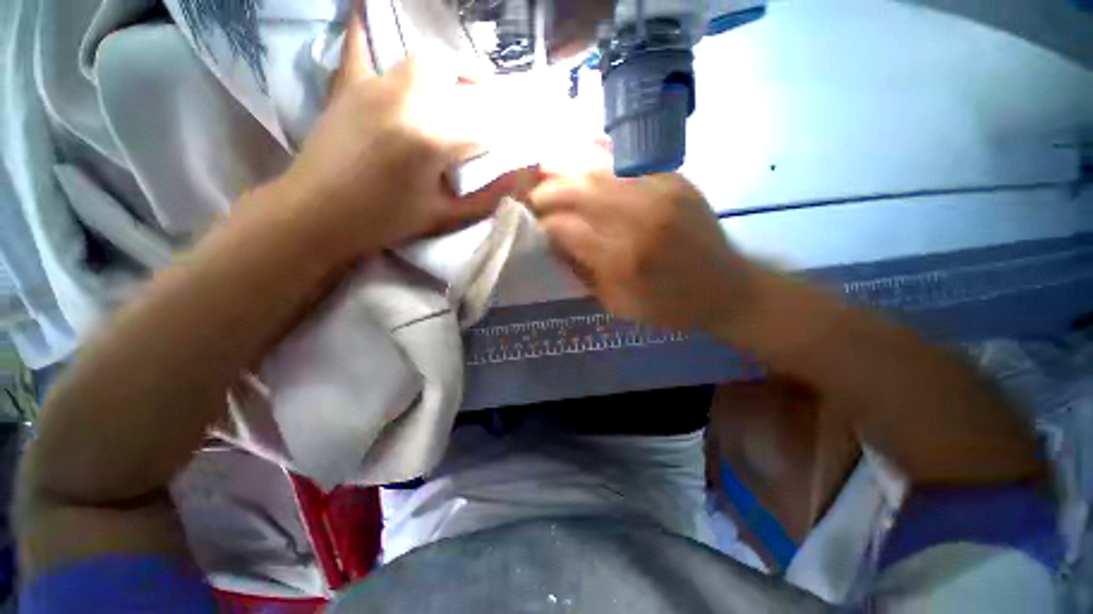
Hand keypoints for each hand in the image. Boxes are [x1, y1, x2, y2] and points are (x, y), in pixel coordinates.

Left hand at [271, 6, 526, 261]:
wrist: (316, 215)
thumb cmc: (384, 221)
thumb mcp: (445, 217)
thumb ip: (489, 197)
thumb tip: (525, 179)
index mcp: (431, 140)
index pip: (486, 128)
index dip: (505, 137)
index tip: (513, 149)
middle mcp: (407, 101)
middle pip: (458, 80)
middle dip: (479, 97)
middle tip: (483, 119)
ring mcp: (374, 86)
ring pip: (424, 61)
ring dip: (447, 74)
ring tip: (452, 95)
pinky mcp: (349, 83)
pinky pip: (362, 43)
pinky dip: (373, 28)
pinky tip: (380, 18)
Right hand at [526, 169, 753, 331]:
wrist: (726, 289)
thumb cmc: (670, 307)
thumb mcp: (619, 305)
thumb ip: (584, 273)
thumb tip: (556, 243)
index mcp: (621, 260)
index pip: (567, 229)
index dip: (544, 224)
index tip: (532, 225)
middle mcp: (638, 221)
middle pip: (579, 192)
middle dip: (547, 191)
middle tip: (532, 196)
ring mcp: (660, 194)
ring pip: (600, 169)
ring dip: (567, 166)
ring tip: (545, 168)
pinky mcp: (675, 181)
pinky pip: (630, 158)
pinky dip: (600, 151)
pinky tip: (581, 149)